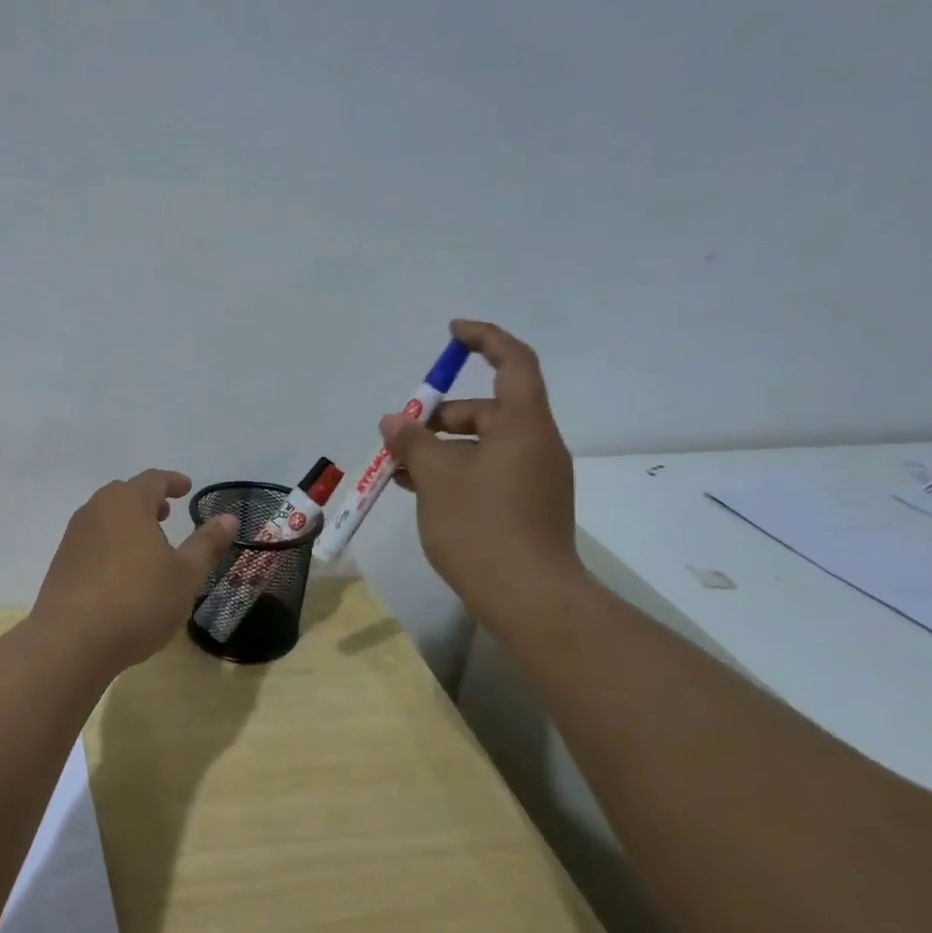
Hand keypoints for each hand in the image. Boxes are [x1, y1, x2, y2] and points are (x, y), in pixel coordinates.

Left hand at [31, 470, 238, 675]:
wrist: (70, 642)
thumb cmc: (138, 601)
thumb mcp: (185, 575)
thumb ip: (207, 543)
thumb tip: (228, 518)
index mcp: (126, 503)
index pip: (153, 480)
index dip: (173, 482)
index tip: (187, 487)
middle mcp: (95, 511)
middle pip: (124, 495)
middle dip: (148, 501)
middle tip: (167, 513)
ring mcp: (73, 538)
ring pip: (106, 519)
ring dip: (128, 524)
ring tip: (147, 544)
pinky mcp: (61, 565)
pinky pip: (93, 542)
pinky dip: (112, 545)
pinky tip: (123, 573)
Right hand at [382, 321, 583, 629]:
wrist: (528, 598)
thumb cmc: (481, 525)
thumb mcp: (436, 477)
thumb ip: (413, 442)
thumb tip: (395, 421)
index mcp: (524, 425)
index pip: (513, 362)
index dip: (484, 339)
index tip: (451, 334)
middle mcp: (536, 445)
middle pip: (489, 410)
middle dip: (441, 416)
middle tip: (401, 436)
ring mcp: (535, 479)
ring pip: (483, 446)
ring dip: (442, 450)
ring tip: (399, 471)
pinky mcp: (527, 508)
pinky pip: (488, 474)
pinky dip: (456, 474)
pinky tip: (420, 493)